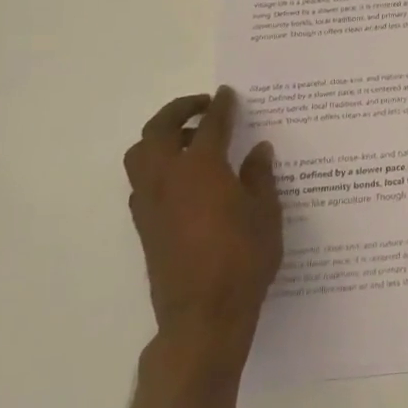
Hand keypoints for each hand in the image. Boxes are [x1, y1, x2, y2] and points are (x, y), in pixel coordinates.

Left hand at [123, 87, 282, 369]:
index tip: (227, 94)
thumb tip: (258, 150)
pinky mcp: (144, 225)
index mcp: (202, 169)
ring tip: (191, 141)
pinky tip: (184, 180)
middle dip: (179, 110)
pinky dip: (157, 166)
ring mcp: (150, 202)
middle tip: (202, 106)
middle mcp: (168, 178)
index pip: (211, 125)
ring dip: (161, 137)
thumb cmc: (244, 258)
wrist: (204, 313)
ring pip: (141, 154)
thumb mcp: (266, 213)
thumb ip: (259, 177)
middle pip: (159, 130)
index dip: (221, 106)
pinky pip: (142, 181)